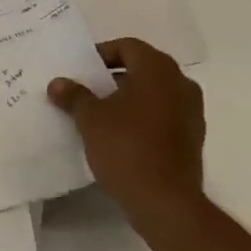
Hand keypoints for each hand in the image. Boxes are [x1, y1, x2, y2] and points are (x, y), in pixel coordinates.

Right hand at [48, 37, 204, 234]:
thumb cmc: (127, 148)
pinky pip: (163, 116)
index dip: (102, 54)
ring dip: (129, 98)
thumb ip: (74, 96)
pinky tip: (120, 135)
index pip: (127, 47)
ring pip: (154, 93)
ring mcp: (191, 113)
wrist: (167, 204)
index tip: (81, 70)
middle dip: (114, 77)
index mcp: (158, 69)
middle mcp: (181, 84)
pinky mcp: (192, 139)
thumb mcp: (91, 119)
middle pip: (142, 68)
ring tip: (100, 113)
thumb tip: (58, 83)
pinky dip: (143, 118)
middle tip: (87, 89)